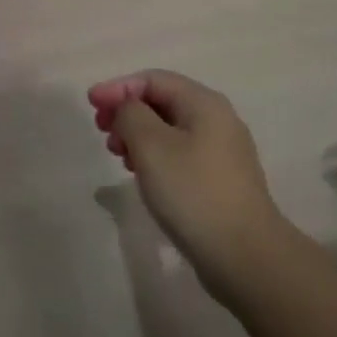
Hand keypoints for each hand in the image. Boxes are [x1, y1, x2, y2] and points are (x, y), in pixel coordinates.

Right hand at [89, 70, 288, 296]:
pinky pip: (181, 154)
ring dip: (139, 135)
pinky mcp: (221, 180)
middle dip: (127, 111)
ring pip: (170, 130)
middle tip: (102, 131)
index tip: (90, 104)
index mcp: (204, 103)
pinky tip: (142, 175)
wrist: (246, 257)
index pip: (153, 79)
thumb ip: (131, 114)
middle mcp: (217, 119)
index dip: (118, 87)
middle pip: (163, 102)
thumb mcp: (152, 145)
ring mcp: (223, 151)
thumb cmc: (193, 192)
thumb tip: (128, 108)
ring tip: (118, 155)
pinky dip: (155, 156)